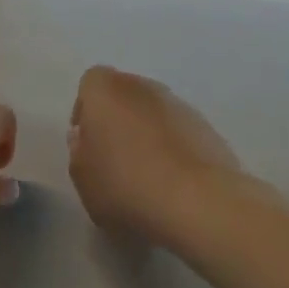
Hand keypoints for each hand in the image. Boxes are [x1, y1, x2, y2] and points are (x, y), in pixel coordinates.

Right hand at [67, 67, 244, 251]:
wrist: (199, 204)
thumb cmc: (126, 186)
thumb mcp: (83, 179)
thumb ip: (79, 153)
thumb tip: (86, 140)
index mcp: (107, 90)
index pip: (91, 83)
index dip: (86, 110)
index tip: (87, 141)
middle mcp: (144, 87)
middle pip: (125, 94)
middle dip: (118, 119)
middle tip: (114, 157)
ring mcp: (180, 105)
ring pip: (155, 113)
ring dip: (148, 133)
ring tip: (146, 174)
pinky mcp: (209, 129)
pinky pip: (180, 132)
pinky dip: (174, 148)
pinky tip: (173, 182)